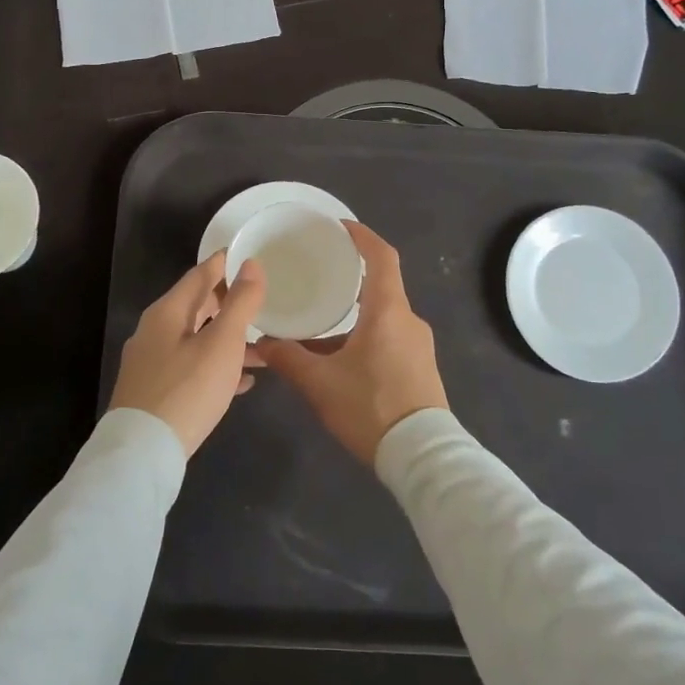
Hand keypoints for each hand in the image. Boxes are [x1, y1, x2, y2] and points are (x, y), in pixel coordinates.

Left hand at [107, 252, 265, 455]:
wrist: (142, 453)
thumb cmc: (187, 390)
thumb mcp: (222, 343)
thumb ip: (240, 303)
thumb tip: (252, 264)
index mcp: (167, 312)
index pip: (200, 274)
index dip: (226, 263)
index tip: (251, 255)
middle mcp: (155, 331)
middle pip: (196, 306)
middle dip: (229, 302)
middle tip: (262, 298)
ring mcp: (152, 363)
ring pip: (197, 339)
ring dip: (228, 339)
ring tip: (263, 347)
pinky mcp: (155, 391)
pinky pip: (191, 367)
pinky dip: (217, 367)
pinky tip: (243, 381)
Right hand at [254, 221, 448, 463]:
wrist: (423, 457)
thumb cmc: (371, 408)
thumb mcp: (320, 384)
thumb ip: (288, 359)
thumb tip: (260, 343)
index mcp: (388, 312)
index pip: (381, 257)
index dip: (362, 236)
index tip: (339, 227)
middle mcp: (408, 321)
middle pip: (381, 286)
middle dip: (351, 278)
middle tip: (320, 274)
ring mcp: (418, 345)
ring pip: (383, 316)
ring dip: (354, 314)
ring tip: (321, 320)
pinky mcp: (420, 367)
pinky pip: (390, 337)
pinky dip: (365, 335)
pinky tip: (340, 357)